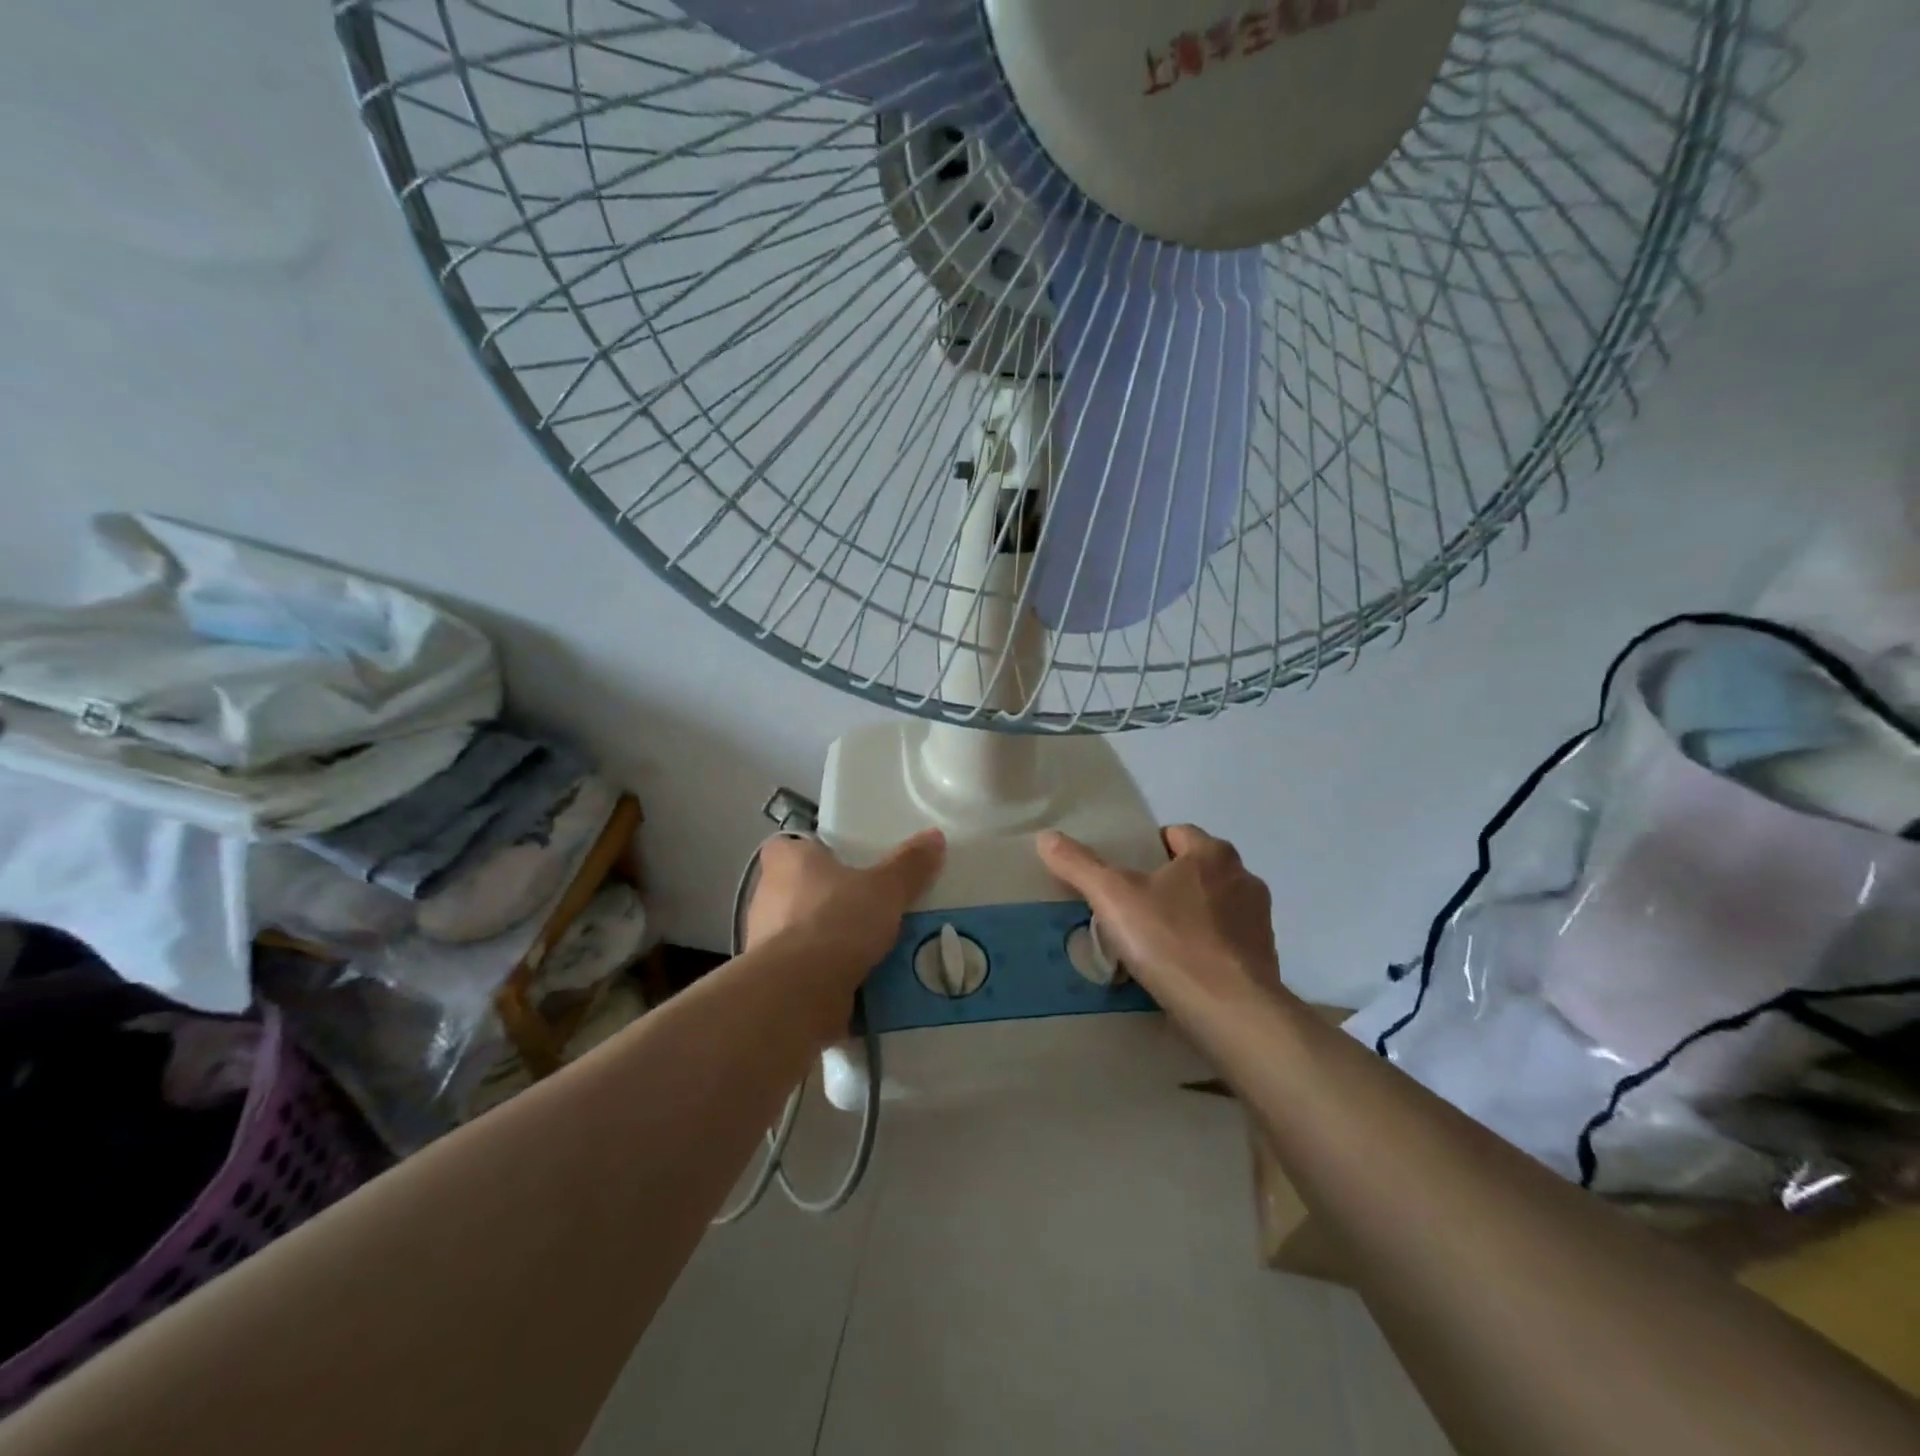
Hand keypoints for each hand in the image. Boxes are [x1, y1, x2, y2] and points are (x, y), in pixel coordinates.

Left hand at [744, 830, 946, 986]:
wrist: (798, 992)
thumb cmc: (836, 920)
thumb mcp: (885, 888)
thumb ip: (909, 864)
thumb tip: (935, 836)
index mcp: (786, 861)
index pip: (791, 845)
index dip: (816, 851)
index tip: (845, 861)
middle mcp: (767, 896)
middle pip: (802, 889)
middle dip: (833, 898)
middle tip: (871, 903)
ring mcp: (766, 940)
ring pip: (805, 931)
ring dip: (832, 938)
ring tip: (874, 945)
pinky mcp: (775, 979)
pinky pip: (807, 968)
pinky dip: (829, 973)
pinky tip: (863, 979)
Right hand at [1036, 824, 1280, 1014]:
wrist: (1231, 1011)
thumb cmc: (1171, 941)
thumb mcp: (1113, 897)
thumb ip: (1079, 865)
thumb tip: (1046, 837)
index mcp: (1212, 854)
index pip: (1177, 834)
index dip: (1148, 848)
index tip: (1124, 873)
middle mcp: (1243, 878)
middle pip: (1197, 870)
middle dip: (1169, 883)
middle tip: (1133, 907)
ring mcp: (1259, 920)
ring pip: (1214, 906)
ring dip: (1191, 915)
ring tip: (1156, 941)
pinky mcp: (1265, 958)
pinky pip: (1226, 941)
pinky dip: (1207, 948)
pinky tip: (1182, 969)